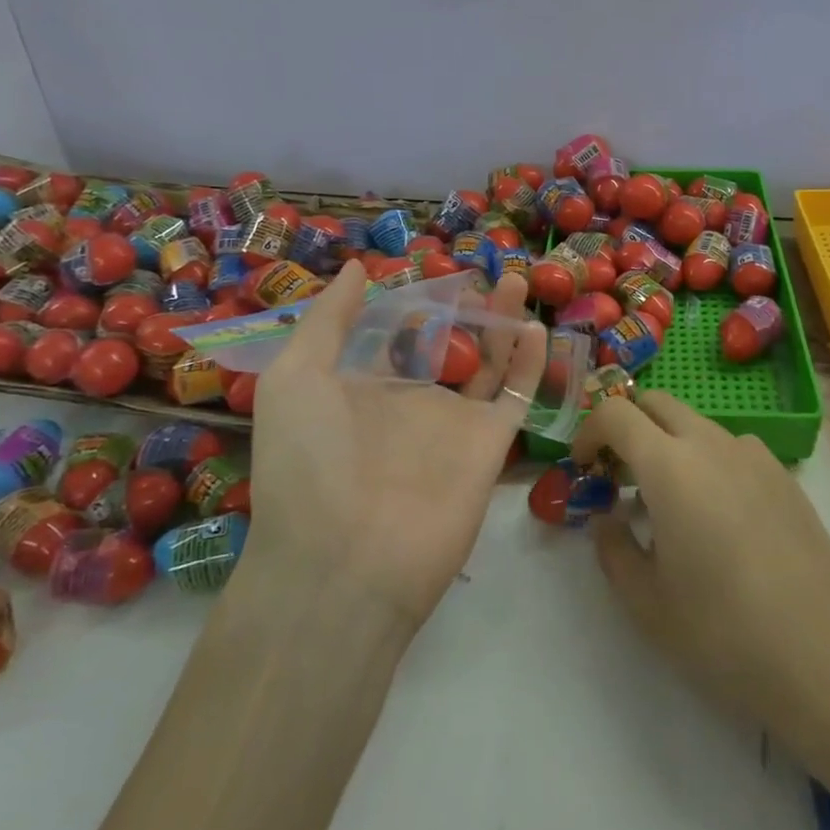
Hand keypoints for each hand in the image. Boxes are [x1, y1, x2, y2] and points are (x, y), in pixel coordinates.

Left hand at [244, 261, 547, 631]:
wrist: (344, 564)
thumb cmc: (308, 464)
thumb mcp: (296, 379)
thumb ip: (329, 320)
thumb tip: (359, 267)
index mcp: (361, 388)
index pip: (393, 334)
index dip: (411, 301)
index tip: (431, 266)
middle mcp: (409, 402)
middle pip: (445, 344)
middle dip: (463, 309)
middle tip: (481, 273)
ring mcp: (452, 424)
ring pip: (486, 363)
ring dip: (502, 323)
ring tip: (515, 281)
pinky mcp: (488, 445)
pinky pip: (514, 396)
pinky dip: (528, 364)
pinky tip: (534, 329)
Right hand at [579, 392, 829, 750]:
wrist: (826, 659)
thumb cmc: (723, 632)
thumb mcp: (646, 601)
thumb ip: (613, 548)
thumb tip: (608, 518)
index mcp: (670, 464)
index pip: (616, 412)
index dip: (589, 431)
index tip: (583, 467)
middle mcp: (713, 443)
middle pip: (658, 403)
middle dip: (629, 426)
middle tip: (619, 478)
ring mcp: (756, 456)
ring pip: (697, 425)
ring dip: (670, 445)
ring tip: (669, 507)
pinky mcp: (786, 477)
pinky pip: (733, 449)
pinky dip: (708, 462)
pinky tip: (719, 521)